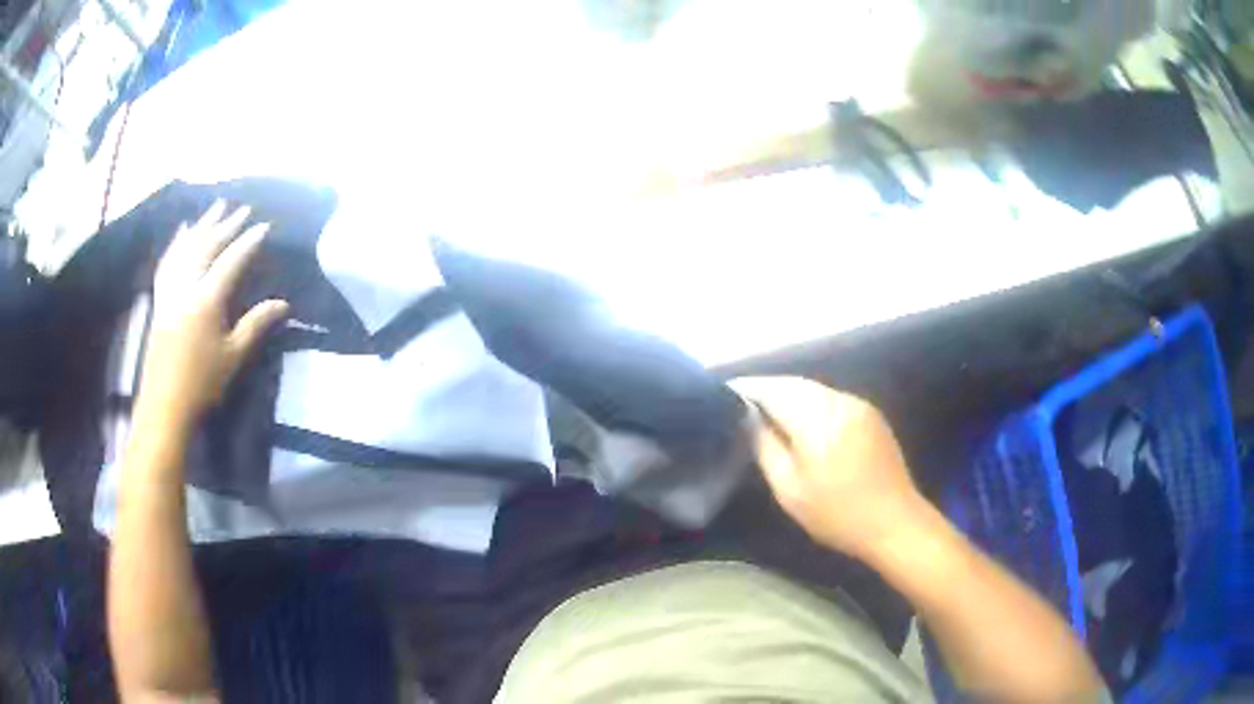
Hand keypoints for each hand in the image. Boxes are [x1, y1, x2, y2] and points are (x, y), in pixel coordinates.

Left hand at [140, 201, 288, 423]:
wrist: (165, 403)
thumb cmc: (202, 382)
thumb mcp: (234, 355)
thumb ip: (256, 324)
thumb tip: (283, 304)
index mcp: (207, 300)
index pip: (231, 260)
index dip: (248, 241)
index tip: (264, 226)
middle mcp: (187, 287)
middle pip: (208, 246)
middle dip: (227, 225)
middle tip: (243, 209)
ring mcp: (170, 290)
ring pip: (186, 248)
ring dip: (203, 225)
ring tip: (217, 208)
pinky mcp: (160, 299)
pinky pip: (168, 262)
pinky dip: (177, 243)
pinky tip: (183, 231)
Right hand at [731, 376, 926, 561]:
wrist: (894, 522)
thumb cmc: (837, 514)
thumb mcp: (790, 490)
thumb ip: (765, 447)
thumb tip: (747, 418)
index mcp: (817, 419)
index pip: (772, 389)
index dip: (746, 389)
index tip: (723, 394)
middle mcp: (838, 401)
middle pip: (794, 383)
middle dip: (766, 389)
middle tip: (740, 403)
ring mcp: (858, 404)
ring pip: (813, 388)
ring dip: (788, 394)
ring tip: (765, 411)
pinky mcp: (870, 413)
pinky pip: (831, 398)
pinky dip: (810, 402)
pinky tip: (801, 420)